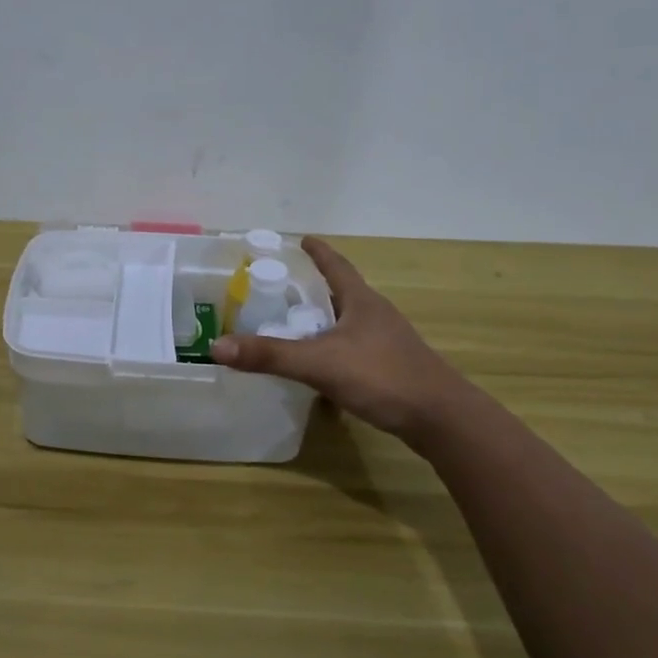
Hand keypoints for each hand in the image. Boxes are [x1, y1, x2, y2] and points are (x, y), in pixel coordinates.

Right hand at [210, 236, 468, 447]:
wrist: (440, 418)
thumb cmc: (381, 376)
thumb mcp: (319, 363)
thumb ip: (269, 355)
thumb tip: (217, 346)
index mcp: (362, 302)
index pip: (337, 266)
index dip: (318, 253)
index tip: (302, 239)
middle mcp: (376, 316)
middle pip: (343, 293)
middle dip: (317, 287)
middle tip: (285, 286)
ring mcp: (387, 343)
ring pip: (350, 323)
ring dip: (326, 320)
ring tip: (297, 324)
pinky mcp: (392, 368)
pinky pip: (355, 349)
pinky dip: (334, 349)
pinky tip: (321, 367)